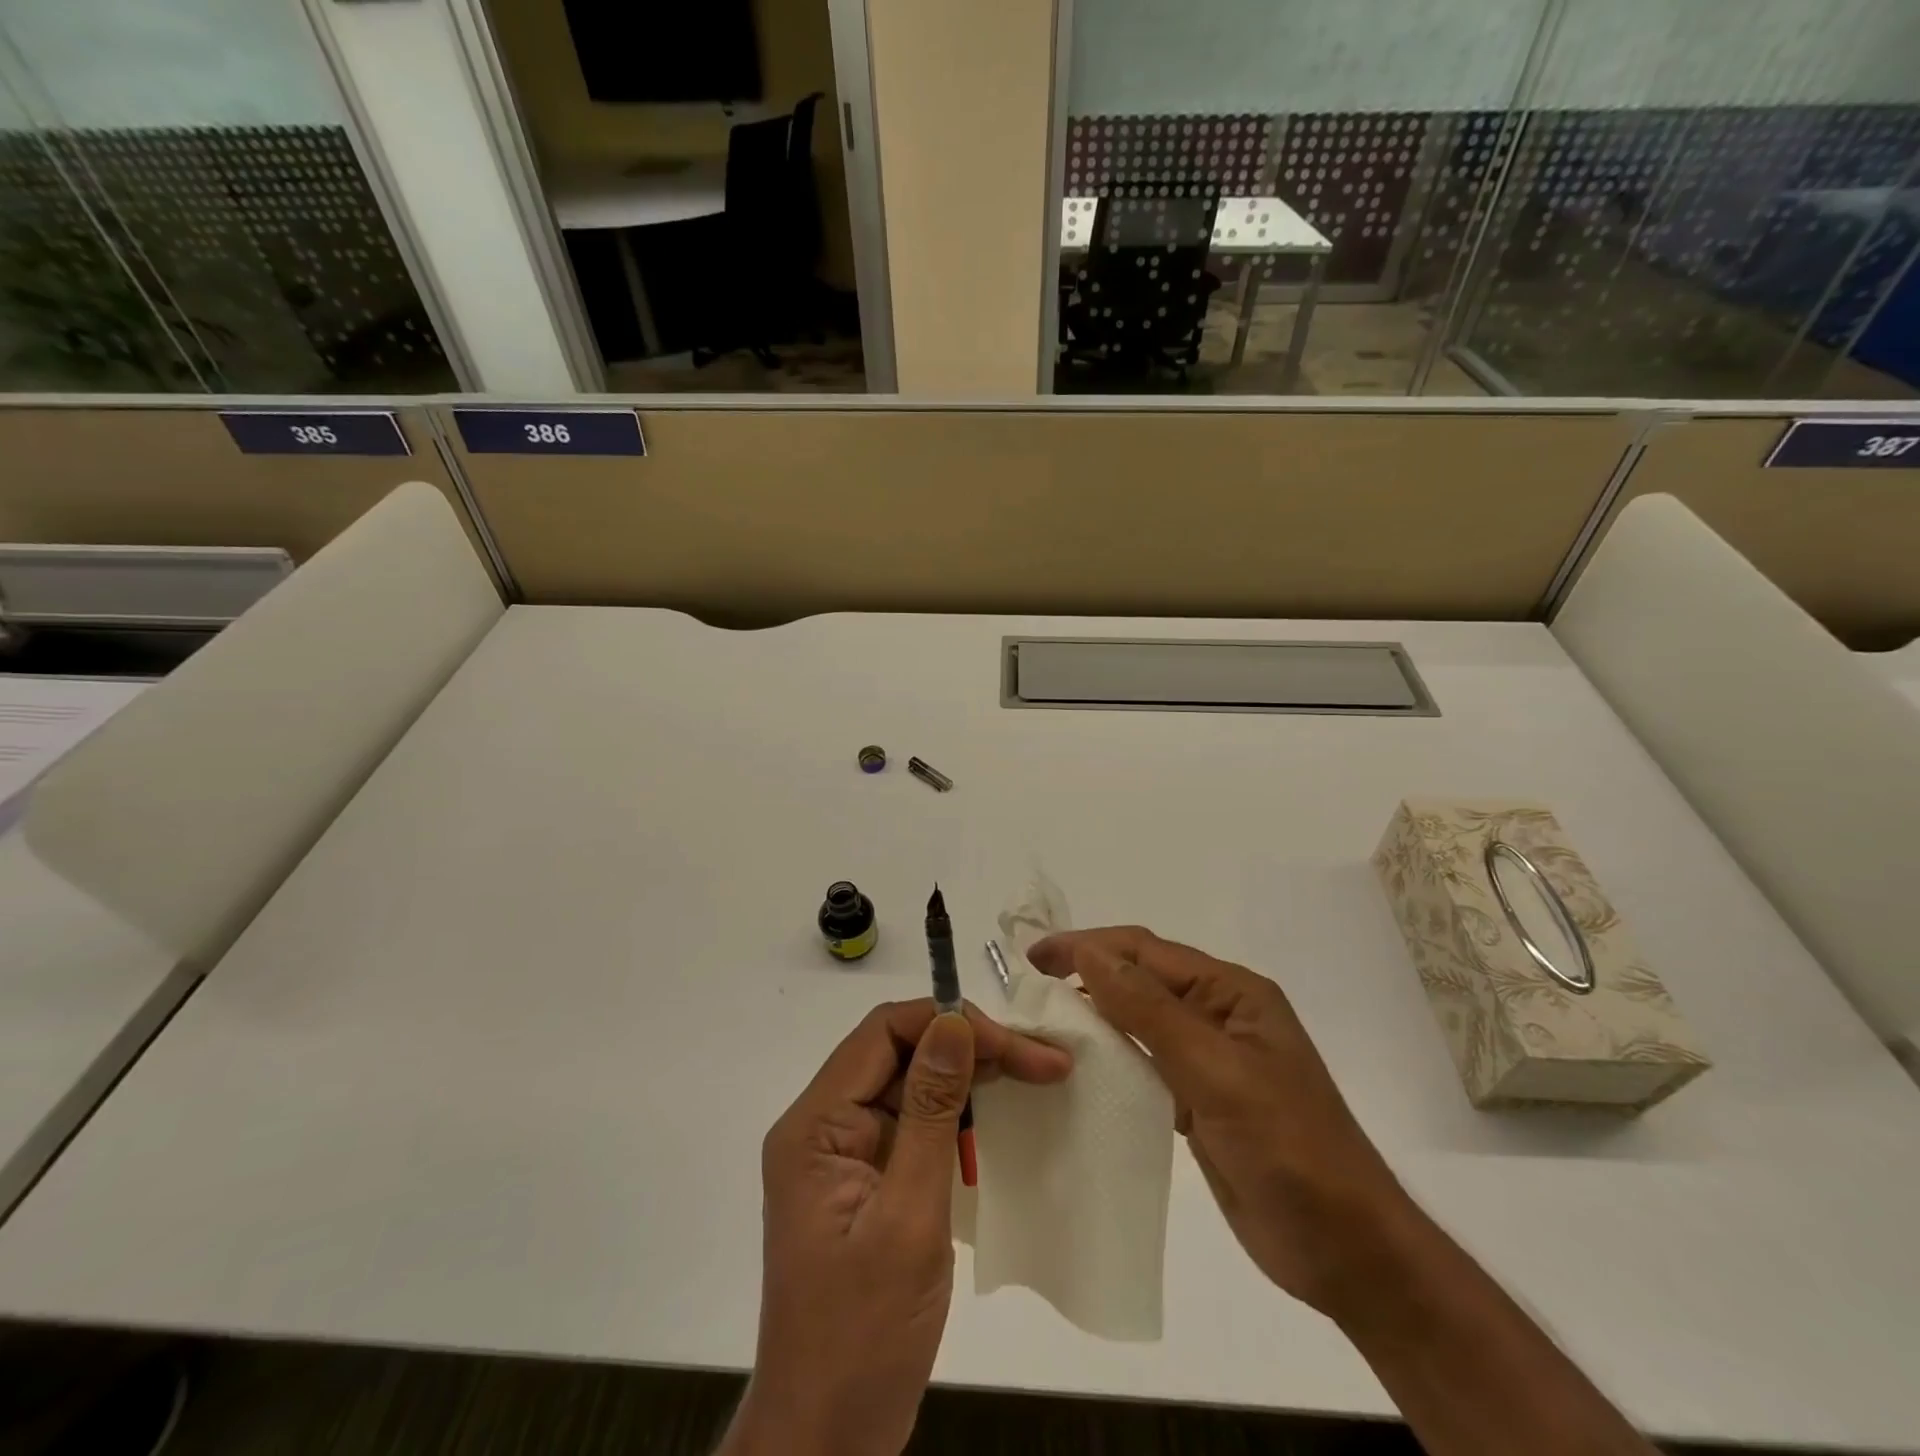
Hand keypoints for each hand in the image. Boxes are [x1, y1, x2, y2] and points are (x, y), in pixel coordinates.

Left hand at [721, 1001, 1072, 1455]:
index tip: (1014, 1044)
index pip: (883, 1032)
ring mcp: (844, 1155)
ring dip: (969, 1077)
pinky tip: (999, 1118)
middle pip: (899, 1053)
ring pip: (910, 1084)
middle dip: (970, 1047)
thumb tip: (954, 1023)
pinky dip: (958, 1115)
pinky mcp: (866, 1181)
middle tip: (1043, 1061)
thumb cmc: (863, 1335)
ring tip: (1034, 1076)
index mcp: (815, 1124)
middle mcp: (823, 1126)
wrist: (827, 1441)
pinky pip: (913, 1124)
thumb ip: (931, 1112)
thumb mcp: (908, 1216)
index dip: (948, 1022)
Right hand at [1028, 928, 1410, 1317]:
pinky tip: (1082, 1068)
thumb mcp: (1217, 1071)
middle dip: (1088, 974)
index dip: (1088, 946)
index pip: (1146, 952)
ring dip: (1096, 1015)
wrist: (1347, 1250)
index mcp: (1232, 992)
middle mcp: (1220, 1014)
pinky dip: (1112, 1058)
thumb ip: (1151, 1010)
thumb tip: (1090, 953)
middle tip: (1030, 986)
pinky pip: (1146, 1063)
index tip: (1034, 956)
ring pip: (1140, 1021)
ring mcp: (1210, 1059)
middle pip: (1142, 979)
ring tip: (1045, 1021)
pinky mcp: (1200, 1100)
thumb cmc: (1288, 1147)